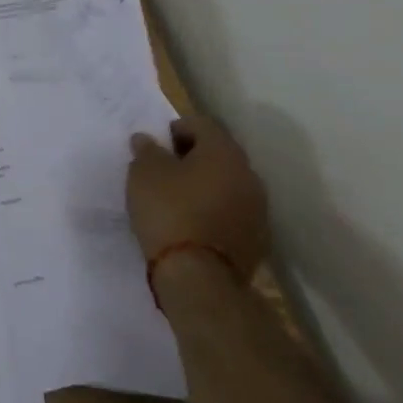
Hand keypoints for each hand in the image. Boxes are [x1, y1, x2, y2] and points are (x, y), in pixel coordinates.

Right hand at [126, 116, 269, 280]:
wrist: (199, 278)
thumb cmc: (168, 211)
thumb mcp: (143, 172)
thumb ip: (146, 150)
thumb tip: (148, 140)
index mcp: (224, 152)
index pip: (202, 124)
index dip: (177, 128)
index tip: (157, 145)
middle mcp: (248, 176)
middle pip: (220, 154)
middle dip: (194, 156)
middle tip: (165, 169)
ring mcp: (258, 211)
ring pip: (229, 185)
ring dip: (206, 185)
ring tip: (178, 198)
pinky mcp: (258, 241)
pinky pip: (233, 213)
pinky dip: (215, 211)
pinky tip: (193, 224)